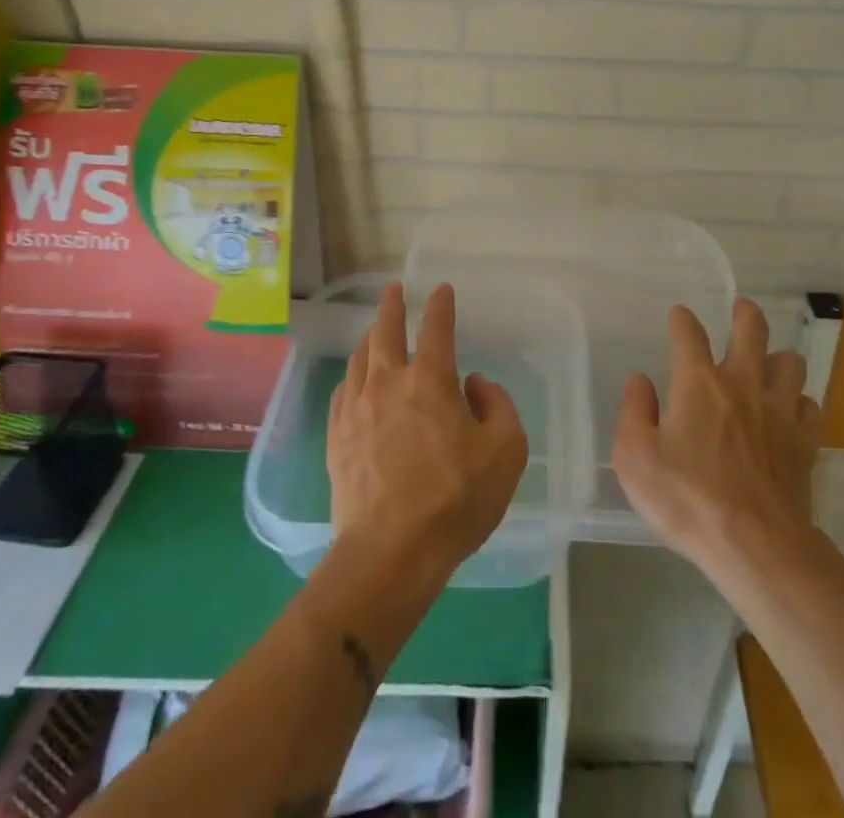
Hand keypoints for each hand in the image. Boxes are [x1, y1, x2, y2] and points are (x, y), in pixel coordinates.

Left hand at [328, 282, 528, 585]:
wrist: (390, 554)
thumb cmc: (455, 499)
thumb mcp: (506, 451)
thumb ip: (497, 406)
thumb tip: (475, 384)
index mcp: (430, 380)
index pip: (436, 327)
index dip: (441, 304)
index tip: (442, 289)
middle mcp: (388, 383)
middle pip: (385, 331)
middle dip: (392, 305)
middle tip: (394, 290)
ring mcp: (357, 410)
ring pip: (359, 358)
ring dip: (370, 337)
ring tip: (375, 330)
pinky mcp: (337, 438)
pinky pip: (343, 391)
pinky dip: (352, 375)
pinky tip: (355, 380)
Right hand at [612, 298, 821, 573]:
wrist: (755, 545)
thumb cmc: (687, 499)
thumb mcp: (635, 458)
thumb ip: (633, 412)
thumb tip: (640, 381)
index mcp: (698, 382)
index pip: (688, 334)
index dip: (682, 320)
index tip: (679, 315)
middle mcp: (742, 383)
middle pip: (752, 330)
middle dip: (746, 314)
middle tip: (742, 309)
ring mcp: (779, 410)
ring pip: (790, 362)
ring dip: (778, 359)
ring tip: (769, 365)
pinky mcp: (805, 441)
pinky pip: (810, 406)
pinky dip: (800, 403)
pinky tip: (791, 413)